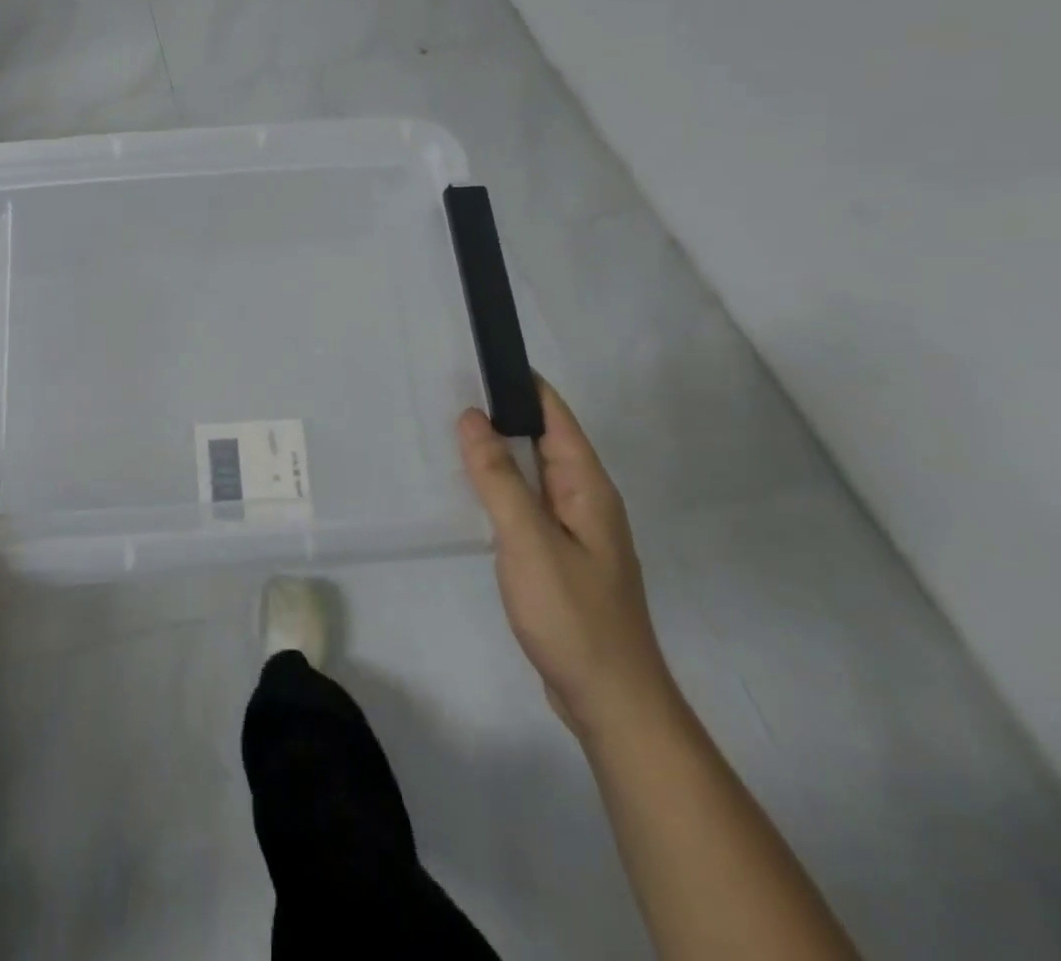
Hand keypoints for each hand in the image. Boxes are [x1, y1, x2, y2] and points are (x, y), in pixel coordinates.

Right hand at [457, 380, 676, 743]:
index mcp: (587, 488)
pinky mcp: (559, 557)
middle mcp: (585, 501)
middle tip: (449, 390)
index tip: (482, 358)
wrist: (610, 701)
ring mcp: (574, 531)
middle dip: (503, 412)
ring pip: (533, 473)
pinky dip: (500, 486)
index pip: (556, 417)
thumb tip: (472, 416)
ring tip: (451, 431)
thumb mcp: (528, 540)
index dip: (523, 384)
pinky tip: (472, 492)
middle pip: (544, 440)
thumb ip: (498, 477)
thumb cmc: (573, 615)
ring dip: (499, 451)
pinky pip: (527, 504)